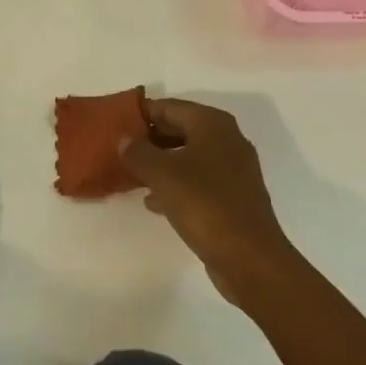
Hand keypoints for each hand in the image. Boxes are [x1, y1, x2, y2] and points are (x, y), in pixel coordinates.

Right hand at [122, 98, 294, 306]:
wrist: (250, 258)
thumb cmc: (204, 204)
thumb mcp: (162, 174)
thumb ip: (138, 152)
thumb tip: (125, 139)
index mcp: (212, 123)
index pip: (168, 106)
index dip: (141, 114)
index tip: (115, 125)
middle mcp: (226, 139)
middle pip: (180, 129)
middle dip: (150, 139)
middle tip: (120, 150)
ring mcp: (233, 170)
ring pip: (188, 157)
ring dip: (161, 163)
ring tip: (132, 174)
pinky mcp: (233, 197)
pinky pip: (198, 181)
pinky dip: (176, 185)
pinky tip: (154, 201)